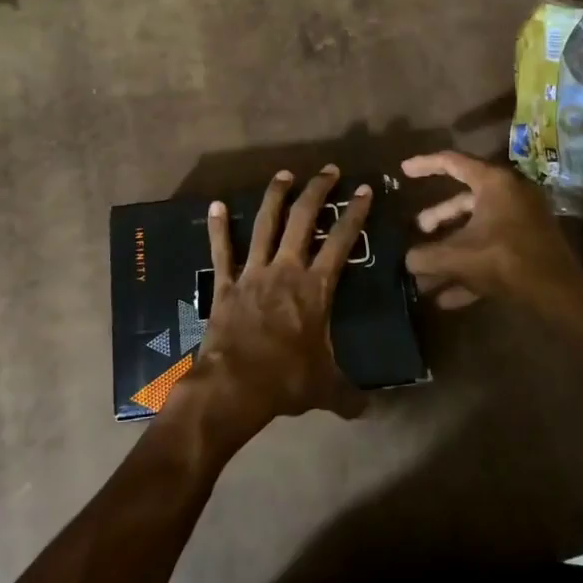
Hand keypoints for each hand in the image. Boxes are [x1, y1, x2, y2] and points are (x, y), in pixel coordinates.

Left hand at [169, 166, 371, 443]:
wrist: (234, 386)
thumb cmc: (286, 381)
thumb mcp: (325, 389)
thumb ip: (348, 396)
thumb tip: (367, 412)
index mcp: (316, 288)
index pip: (342, 242)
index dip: (355, 214)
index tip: (364, 190)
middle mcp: (286, 270)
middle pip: (304, 220)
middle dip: (318, 191)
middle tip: (328, 170)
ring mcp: (253, 273)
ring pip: (265, 224)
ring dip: (275, 197)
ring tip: (284, 175)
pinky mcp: (225, 284)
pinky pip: (222, 250)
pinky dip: (218, 227)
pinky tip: (214, 204)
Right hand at [402, 150, 582, 310]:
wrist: (558, 293)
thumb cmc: (506, 261)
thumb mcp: (458, 257)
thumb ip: (426, 256)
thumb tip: (408, 260)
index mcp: (494, 184)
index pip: (452, 162)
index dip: (425, 165)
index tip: (403, 171)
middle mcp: (509, 195)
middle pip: (464, 200)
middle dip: (438, 218)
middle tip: (419, 229)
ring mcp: (521, 221)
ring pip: (476, 229)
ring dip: (450, 250)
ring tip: (426, 272)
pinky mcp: (528, 246)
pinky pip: (491, 251)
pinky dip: (469, 268)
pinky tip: (446, 298)